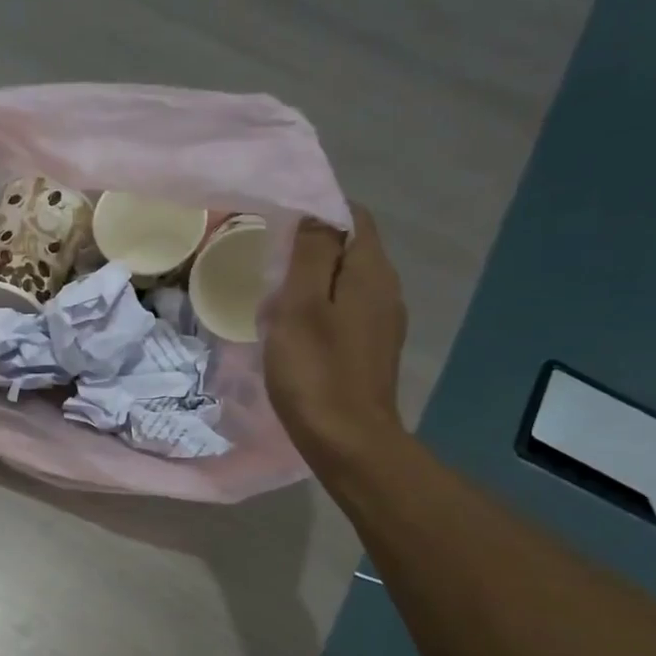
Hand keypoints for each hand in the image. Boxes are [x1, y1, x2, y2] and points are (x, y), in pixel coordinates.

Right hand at [263, 205, 407, 467]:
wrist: (348, 442)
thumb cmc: (317, 373)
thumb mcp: (301, 306)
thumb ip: (311, 254)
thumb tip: (315, 216)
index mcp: (372, 272)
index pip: (352, 216)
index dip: (316, 213)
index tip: (278, 230)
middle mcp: (386, 290)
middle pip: (349, 249)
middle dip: (310, 251)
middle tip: (269, 270)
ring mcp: (382, 324)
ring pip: (345, 284)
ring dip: (312, 286)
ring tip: (275, 305)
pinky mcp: (372, 351)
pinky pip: (345, 314)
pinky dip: (320, 313)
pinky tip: (295, 336)